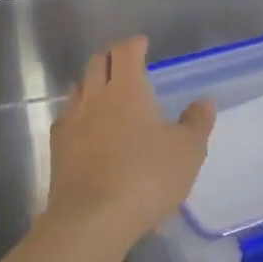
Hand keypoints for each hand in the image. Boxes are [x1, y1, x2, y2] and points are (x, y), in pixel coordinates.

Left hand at [45, 37, 213, 245]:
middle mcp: (94, 97)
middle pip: (97, 63)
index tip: (142, 43)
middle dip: (111, 58)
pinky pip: (68, 118)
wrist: (92, 218)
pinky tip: (87, 127)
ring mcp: (71, 121)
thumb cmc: (147, 178)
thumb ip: (196, 123)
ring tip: (106, 93)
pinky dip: (79, 113)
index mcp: (126, 89)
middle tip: (125, 63)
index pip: (125, 52)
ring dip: (92, 84)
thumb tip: (204, 102)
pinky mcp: (58, 148)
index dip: (134, 44)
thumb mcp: (187, 152)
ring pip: (79, 89)